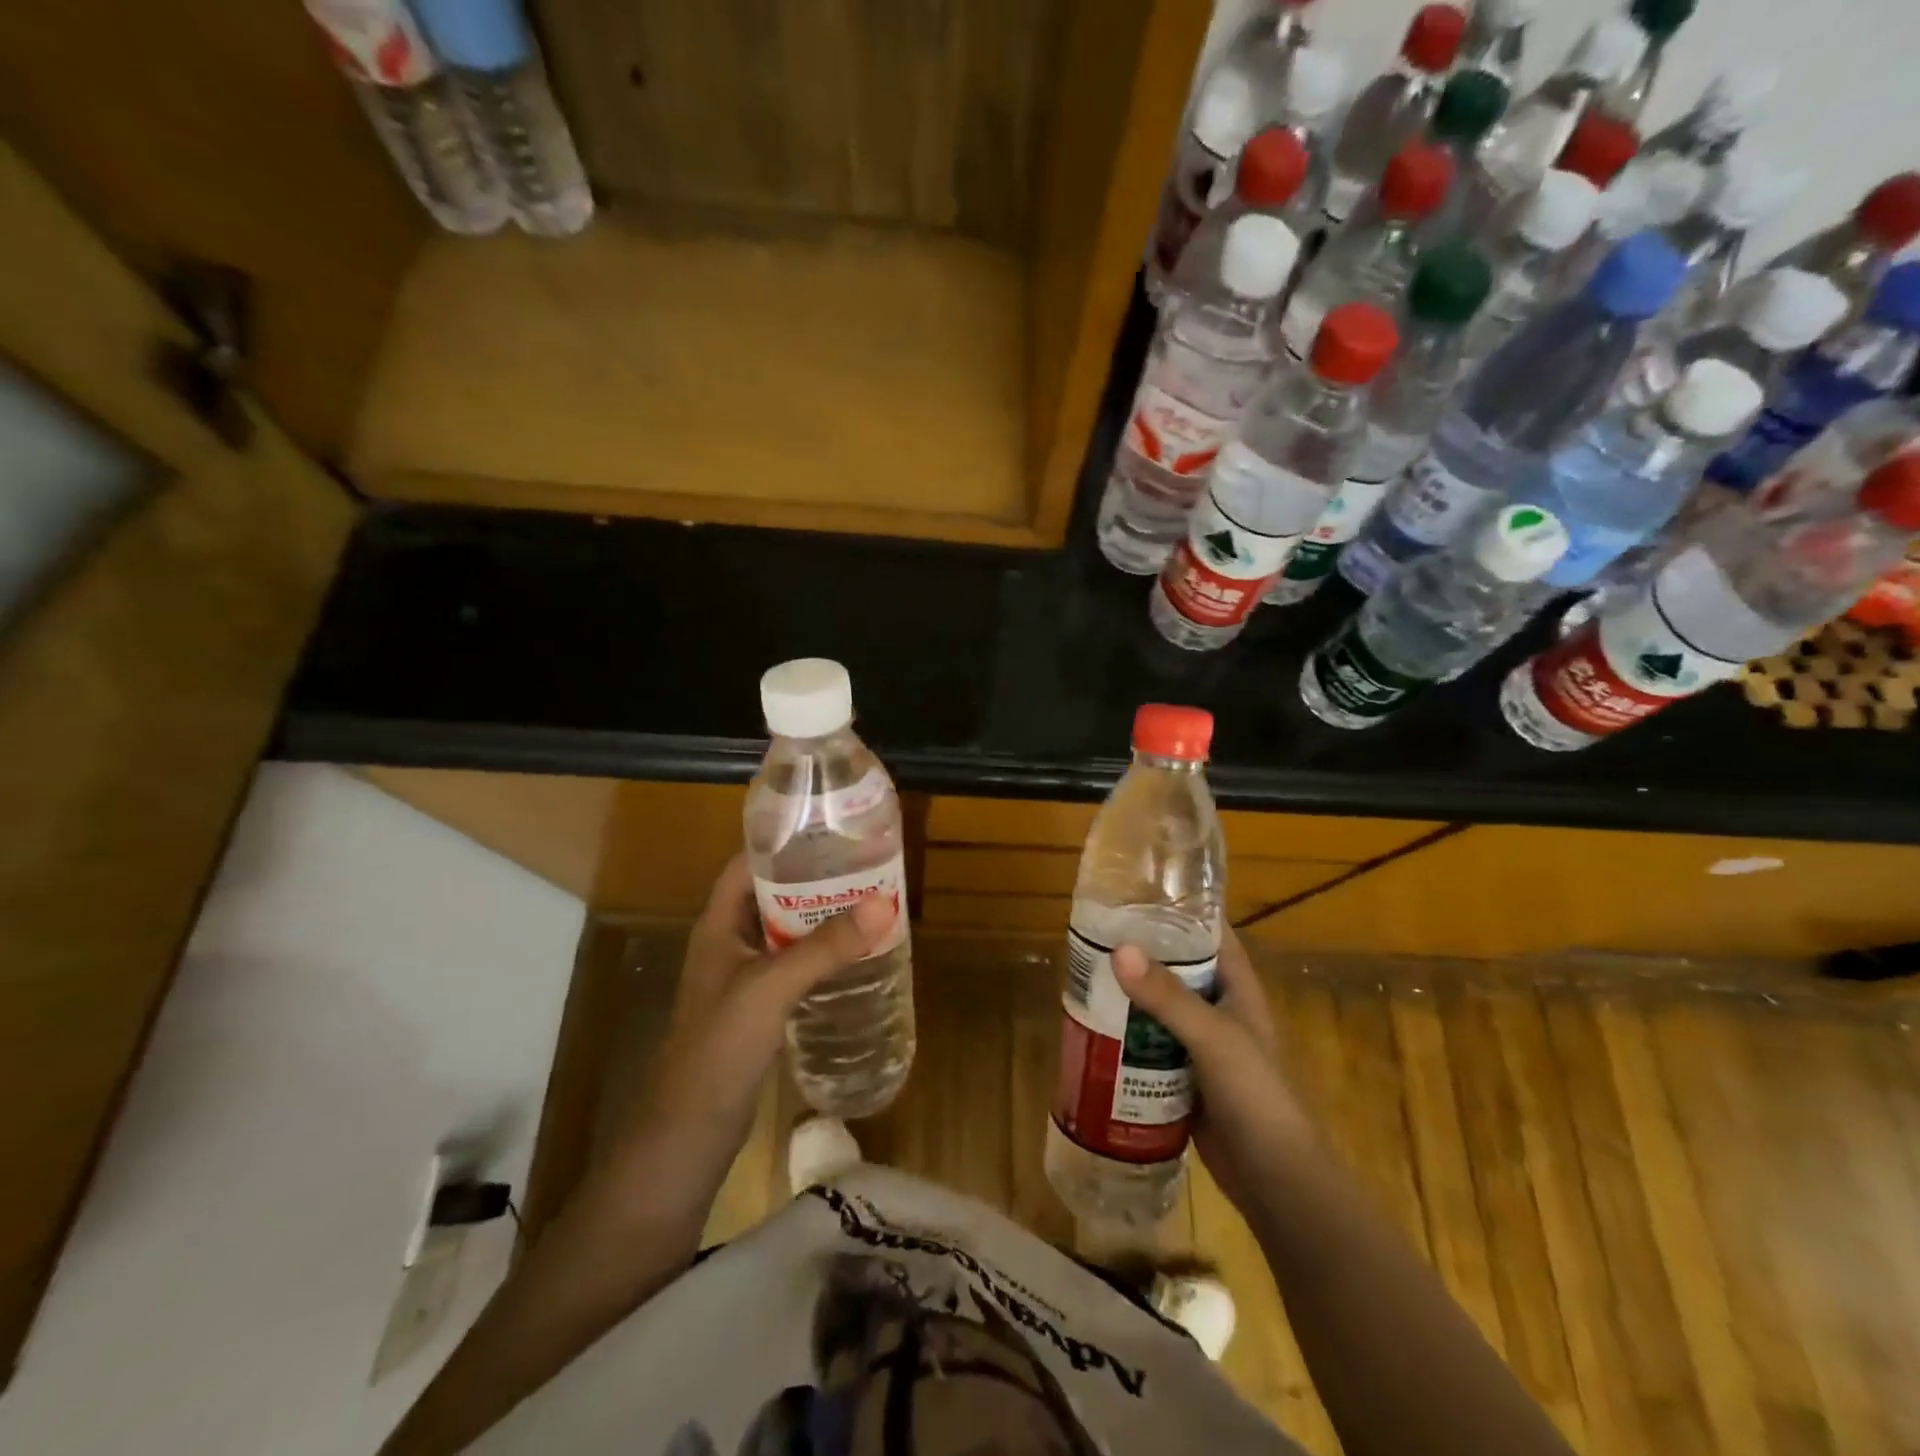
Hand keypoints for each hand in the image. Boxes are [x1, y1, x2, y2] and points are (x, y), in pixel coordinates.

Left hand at [610, 855, 892, 1218]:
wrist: (687, 1136)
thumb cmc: (718, 1048)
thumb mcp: (771, 988)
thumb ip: (825, 947)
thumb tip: (883, 903)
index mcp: (717, 926)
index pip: (746, 865)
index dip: (780, 843)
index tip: (828, 829)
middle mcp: (728, 944)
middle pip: (771, 896)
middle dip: (812, 879)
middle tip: (862, 865)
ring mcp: (741, 979)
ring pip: (784, 933)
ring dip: (819, 918)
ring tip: (867, 902)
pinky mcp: (757, 1010)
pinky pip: (791, 967)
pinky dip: (818, 956)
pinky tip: (852, 957)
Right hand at [1111, 928, 1317, 1220]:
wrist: (1276, 1182)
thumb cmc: (1256, 1096)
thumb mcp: (1212, 1038)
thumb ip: (1167, 996)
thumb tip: (1119, 950)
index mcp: (1238, 989)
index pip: (1210, 935)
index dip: (1179, 913)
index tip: (1136, 896)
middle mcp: (1222, 1011)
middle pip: (1178, 971)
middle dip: (1142, 956)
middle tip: (1095, 939)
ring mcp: (1204, 1048)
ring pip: (1161, 1011)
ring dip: (1130, 999)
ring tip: (1086, 979)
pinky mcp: (1187, 1081)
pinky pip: (1152, 1049)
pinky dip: (1129, 1039)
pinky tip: (1096, 1033)